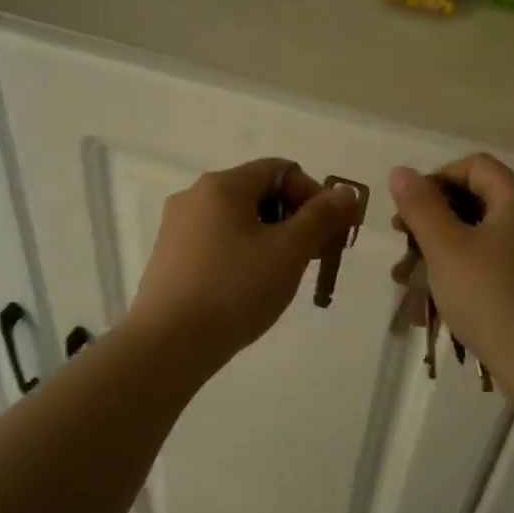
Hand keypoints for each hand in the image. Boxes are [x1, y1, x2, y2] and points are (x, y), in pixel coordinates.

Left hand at [126, 158, 360, 367]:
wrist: (169, 342)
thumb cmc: (235, 289)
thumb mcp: (289, 251)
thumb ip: (321, 217)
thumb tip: (345, 192)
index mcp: (222, 185)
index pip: (280, 170)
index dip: (313, 195)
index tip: (329, 232)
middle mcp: (194, 196)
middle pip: (257, 193)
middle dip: (293, 219)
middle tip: (313, 256)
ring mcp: (176, 228)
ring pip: (236, 220)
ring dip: (269, 238)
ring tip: (283, 275)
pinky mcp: (168, 258)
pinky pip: (215, 242)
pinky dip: (242, 254)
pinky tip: (248, 288)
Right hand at [389, 155, 513, 392]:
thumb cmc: (490, 296)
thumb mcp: (445, 247)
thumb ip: (420, 206)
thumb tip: (401, 171)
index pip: (473, 166)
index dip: (435, 180)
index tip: (407, 210)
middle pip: (473, 202)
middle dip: (430, 223)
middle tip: (402, 247)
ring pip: (475, 240)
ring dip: (436, 255)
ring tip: (405, 283)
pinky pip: (487, 267)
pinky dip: (457, 277)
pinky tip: (430, 307)